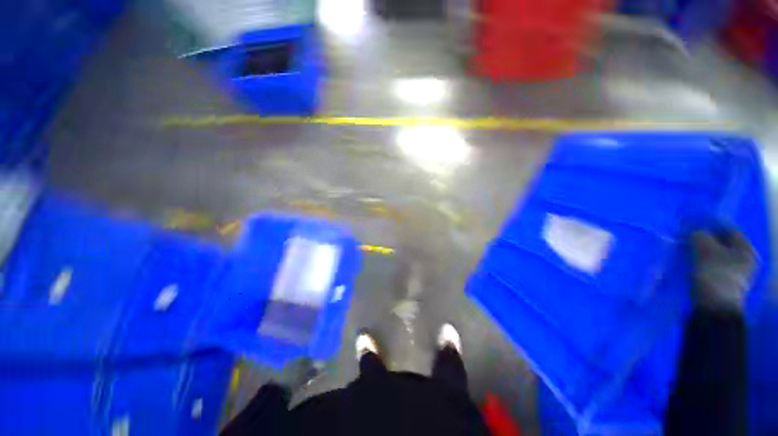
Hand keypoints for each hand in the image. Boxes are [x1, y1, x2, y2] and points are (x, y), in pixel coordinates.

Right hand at [690, 230, 755, 311]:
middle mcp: (747, 259)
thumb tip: (694, 230)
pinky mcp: (727, 285)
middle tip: (689, 238)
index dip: (710, 224)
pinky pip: (715, 268)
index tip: (693, 224)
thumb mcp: (702, 248)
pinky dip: (704, 264)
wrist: (714, 306)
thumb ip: (698, 234)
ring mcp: (738, 275)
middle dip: (706, 240)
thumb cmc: (713, 272)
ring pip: (718, 257)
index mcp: (746, 248)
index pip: (728, 229)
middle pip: (724, 244)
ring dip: (704, 253)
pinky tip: (693, 265)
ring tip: (688, 252)